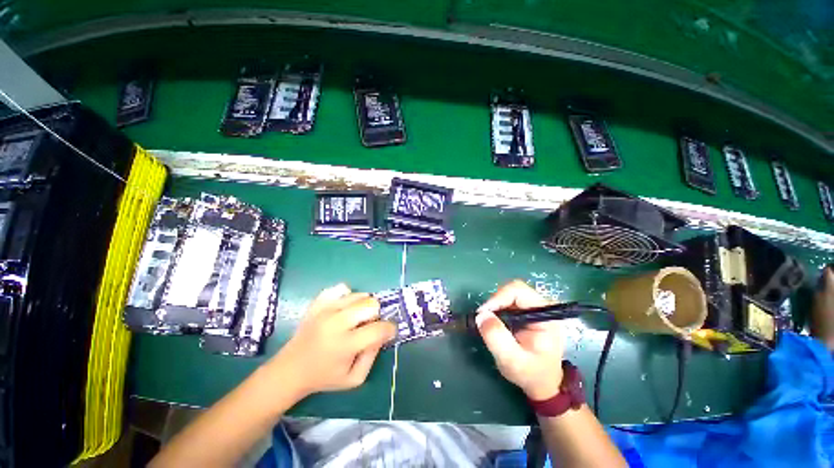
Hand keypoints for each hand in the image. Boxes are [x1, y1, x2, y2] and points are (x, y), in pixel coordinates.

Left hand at [267, 284, 395, 397]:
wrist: (289, 369)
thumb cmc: (324, 377)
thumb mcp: (354, 379)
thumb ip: (373, 356)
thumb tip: (382, 334)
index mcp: (345, 345)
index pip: (378, 329)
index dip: (390, 329)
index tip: (389, 332)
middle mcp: (335, 323)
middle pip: (371, 304)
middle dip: (376, 315)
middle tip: (369, 326)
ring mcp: (325, 310)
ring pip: (359, 295)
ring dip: (364, 306)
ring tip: (356, 319)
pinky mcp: (318, 303)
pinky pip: (341, 288)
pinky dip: (347, 296)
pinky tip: (343, 309)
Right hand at [476, 280, 563, 399]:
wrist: (543, 384)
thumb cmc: (531, 374)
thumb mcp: (512, 360)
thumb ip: (497, 338)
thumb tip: (481, 315)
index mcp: (546, 315)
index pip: (519, 291)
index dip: (498, 298)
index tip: (484, 313)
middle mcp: (542, 307)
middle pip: (513, 290)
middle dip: (495, 302)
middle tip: (484, 319)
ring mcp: (535, 308)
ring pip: (509, 294)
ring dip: (495, 306)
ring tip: (489, 323)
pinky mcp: (527, 312)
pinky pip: (508, 302)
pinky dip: (497, 310)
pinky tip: (495, 324)